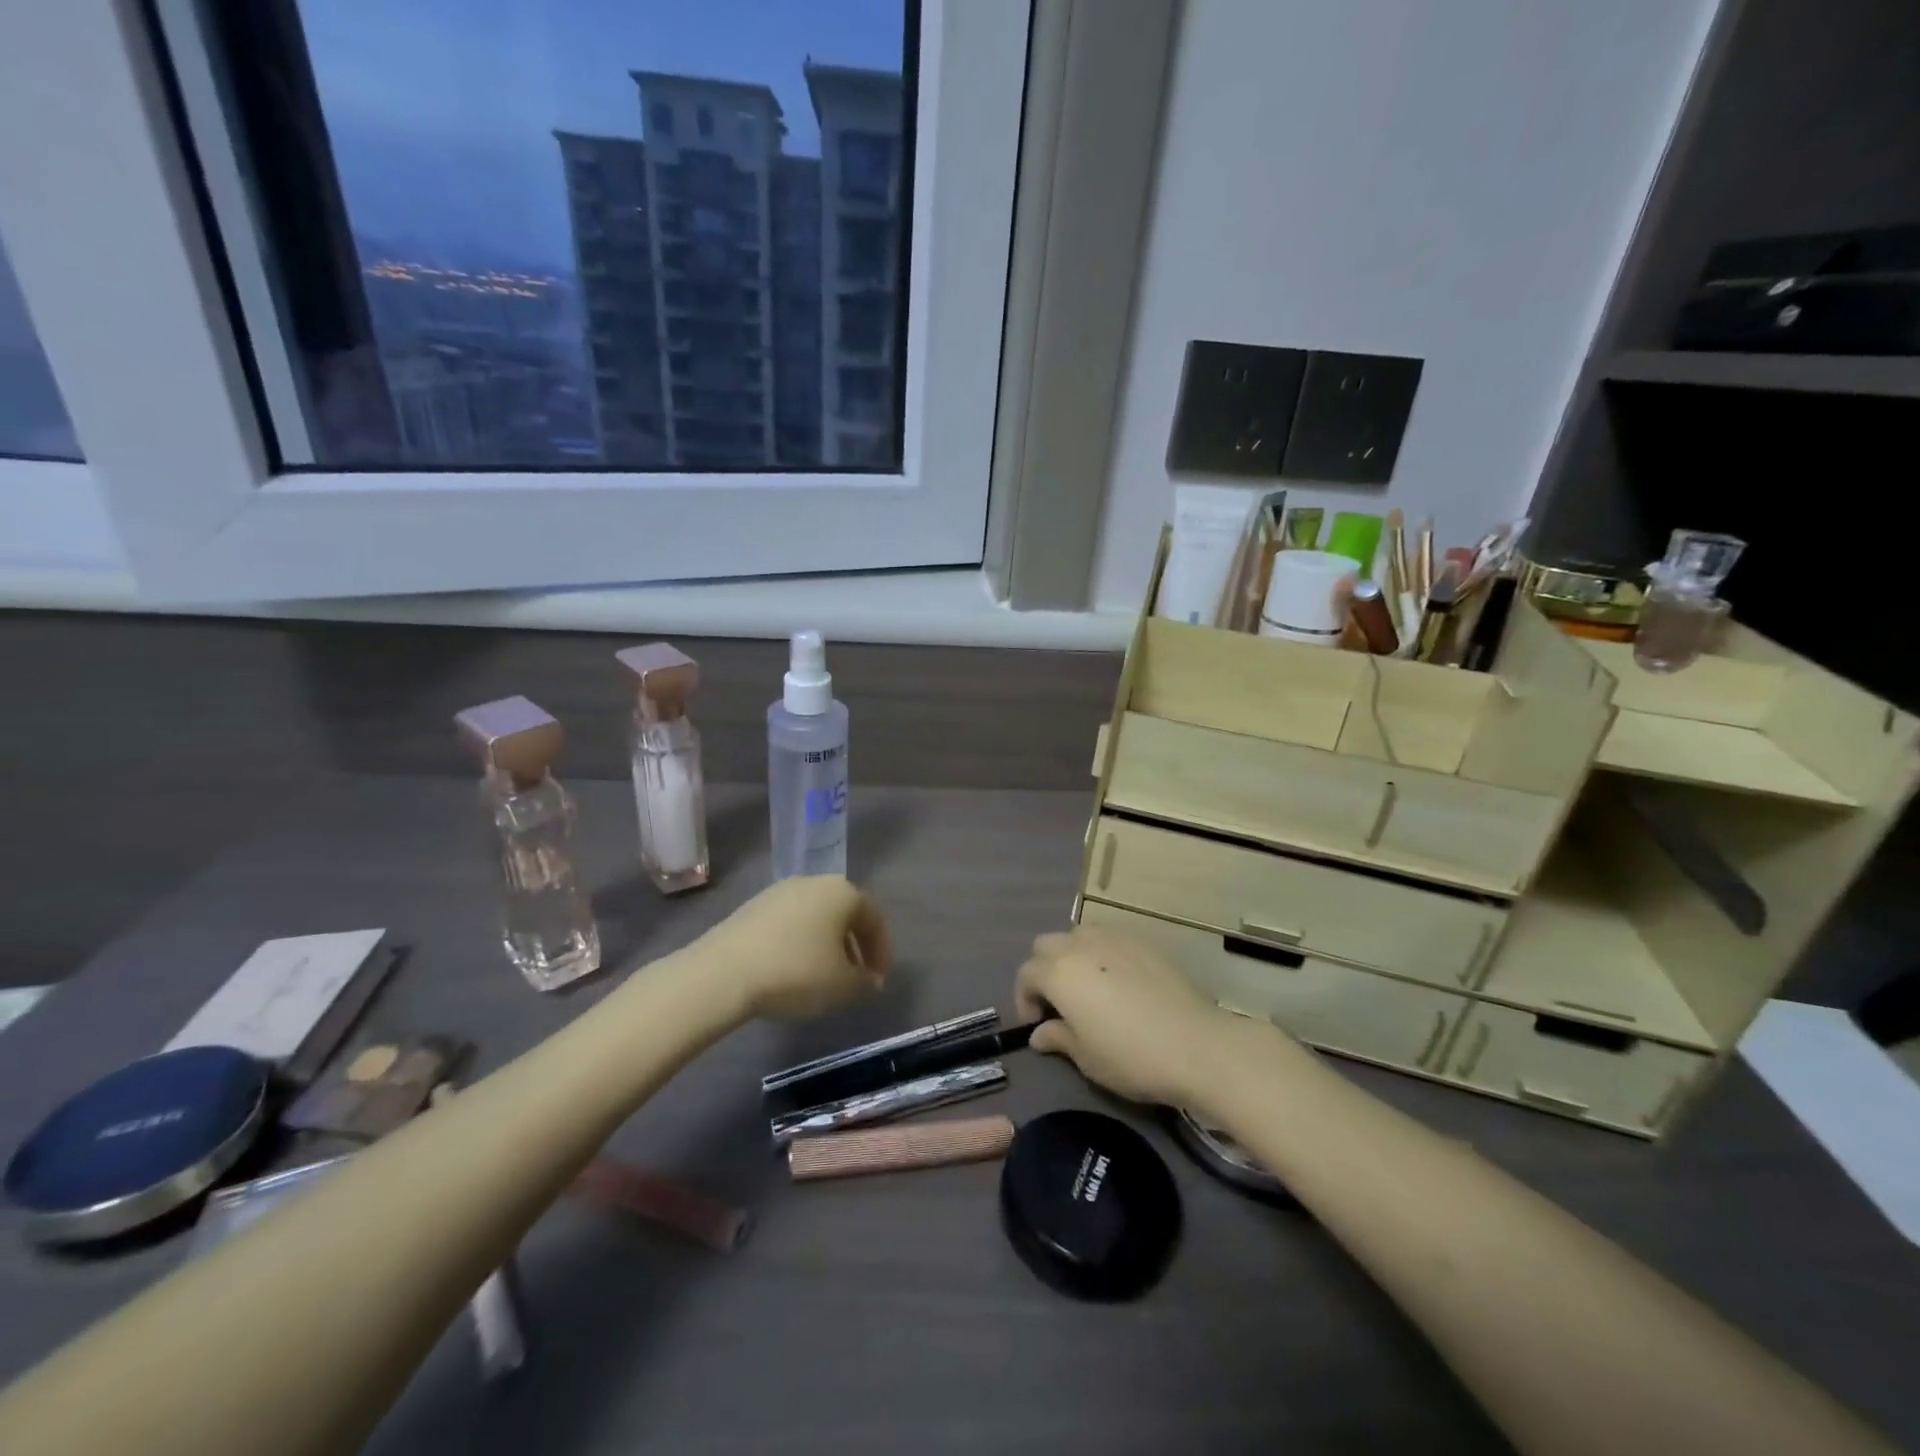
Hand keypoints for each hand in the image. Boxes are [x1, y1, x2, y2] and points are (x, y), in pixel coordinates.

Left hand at [699, 876, 891, 1020]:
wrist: (723, 973)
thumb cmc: (796, 973)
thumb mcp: (843, 986)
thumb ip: (865, 981)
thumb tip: (868, 978)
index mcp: (843, 893)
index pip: (874, 920)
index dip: (881, 952)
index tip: (877, 982)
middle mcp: (814, 882)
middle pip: (845, 914)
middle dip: (854, 947)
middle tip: (854, 979)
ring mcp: (780, 892)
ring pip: (816, 918)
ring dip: (826, 945)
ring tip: (822, 978)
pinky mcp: (752, 907)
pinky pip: (789, 924)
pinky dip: (799, 944)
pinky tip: (791, 971)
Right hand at [1014, 925, 1229, 1106]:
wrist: (1196, 1045)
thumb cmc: (1131, 1057)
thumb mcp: (1086, 1058)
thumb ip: (1057, 1038)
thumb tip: (1040, 1033)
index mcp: (1059, 973)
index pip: (1026, 974)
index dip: (1024, 999)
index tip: (1038, 1024)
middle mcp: (1080, 945)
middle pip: (1046, 945)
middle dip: (1044, 970)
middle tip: (1059, 1002)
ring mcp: (1114, 938)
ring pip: (1078, 935)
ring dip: (1072, 956)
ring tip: (1088, 987)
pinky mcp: (1142, 941)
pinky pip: (1109, 938)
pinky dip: (1102, 953)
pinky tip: (1118, 981)